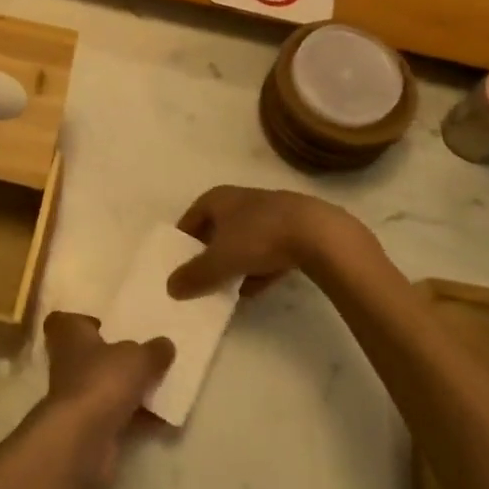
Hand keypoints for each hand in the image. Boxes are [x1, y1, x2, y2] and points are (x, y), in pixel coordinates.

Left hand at [39, 312, 172, 486]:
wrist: (83, 439)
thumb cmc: (102, 380)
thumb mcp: (137, 358)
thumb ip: (153, 350)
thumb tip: (166, 344)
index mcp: (70, 334)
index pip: (64, 320)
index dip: (83, 321)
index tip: (106, 323)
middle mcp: (67, 362)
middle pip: (89, 354)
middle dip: (114, 355)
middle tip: (143, 352)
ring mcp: (76, 396)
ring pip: (104, 385)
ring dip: (128, 387)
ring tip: (161, 383)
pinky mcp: (89, 425)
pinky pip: (117, 414)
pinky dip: (137, 416)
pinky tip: (164, 418)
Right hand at [168, 185, 374, 299]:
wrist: (318, 234)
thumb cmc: (259, 237)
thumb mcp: (220, 261)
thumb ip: (195, 275)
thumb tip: (170, 288)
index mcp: (218, 198)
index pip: (190, 218)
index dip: (182, 241)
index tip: (178, 264)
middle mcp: (240, 201)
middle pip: (217, 230)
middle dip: (209, 255)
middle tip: (201, 279)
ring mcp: (268, 215)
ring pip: (242, 242)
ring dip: (234, 264)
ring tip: (227, 290)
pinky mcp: (292, 231)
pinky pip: (266, 252)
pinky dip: (258, 269)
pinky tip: (256, 290)